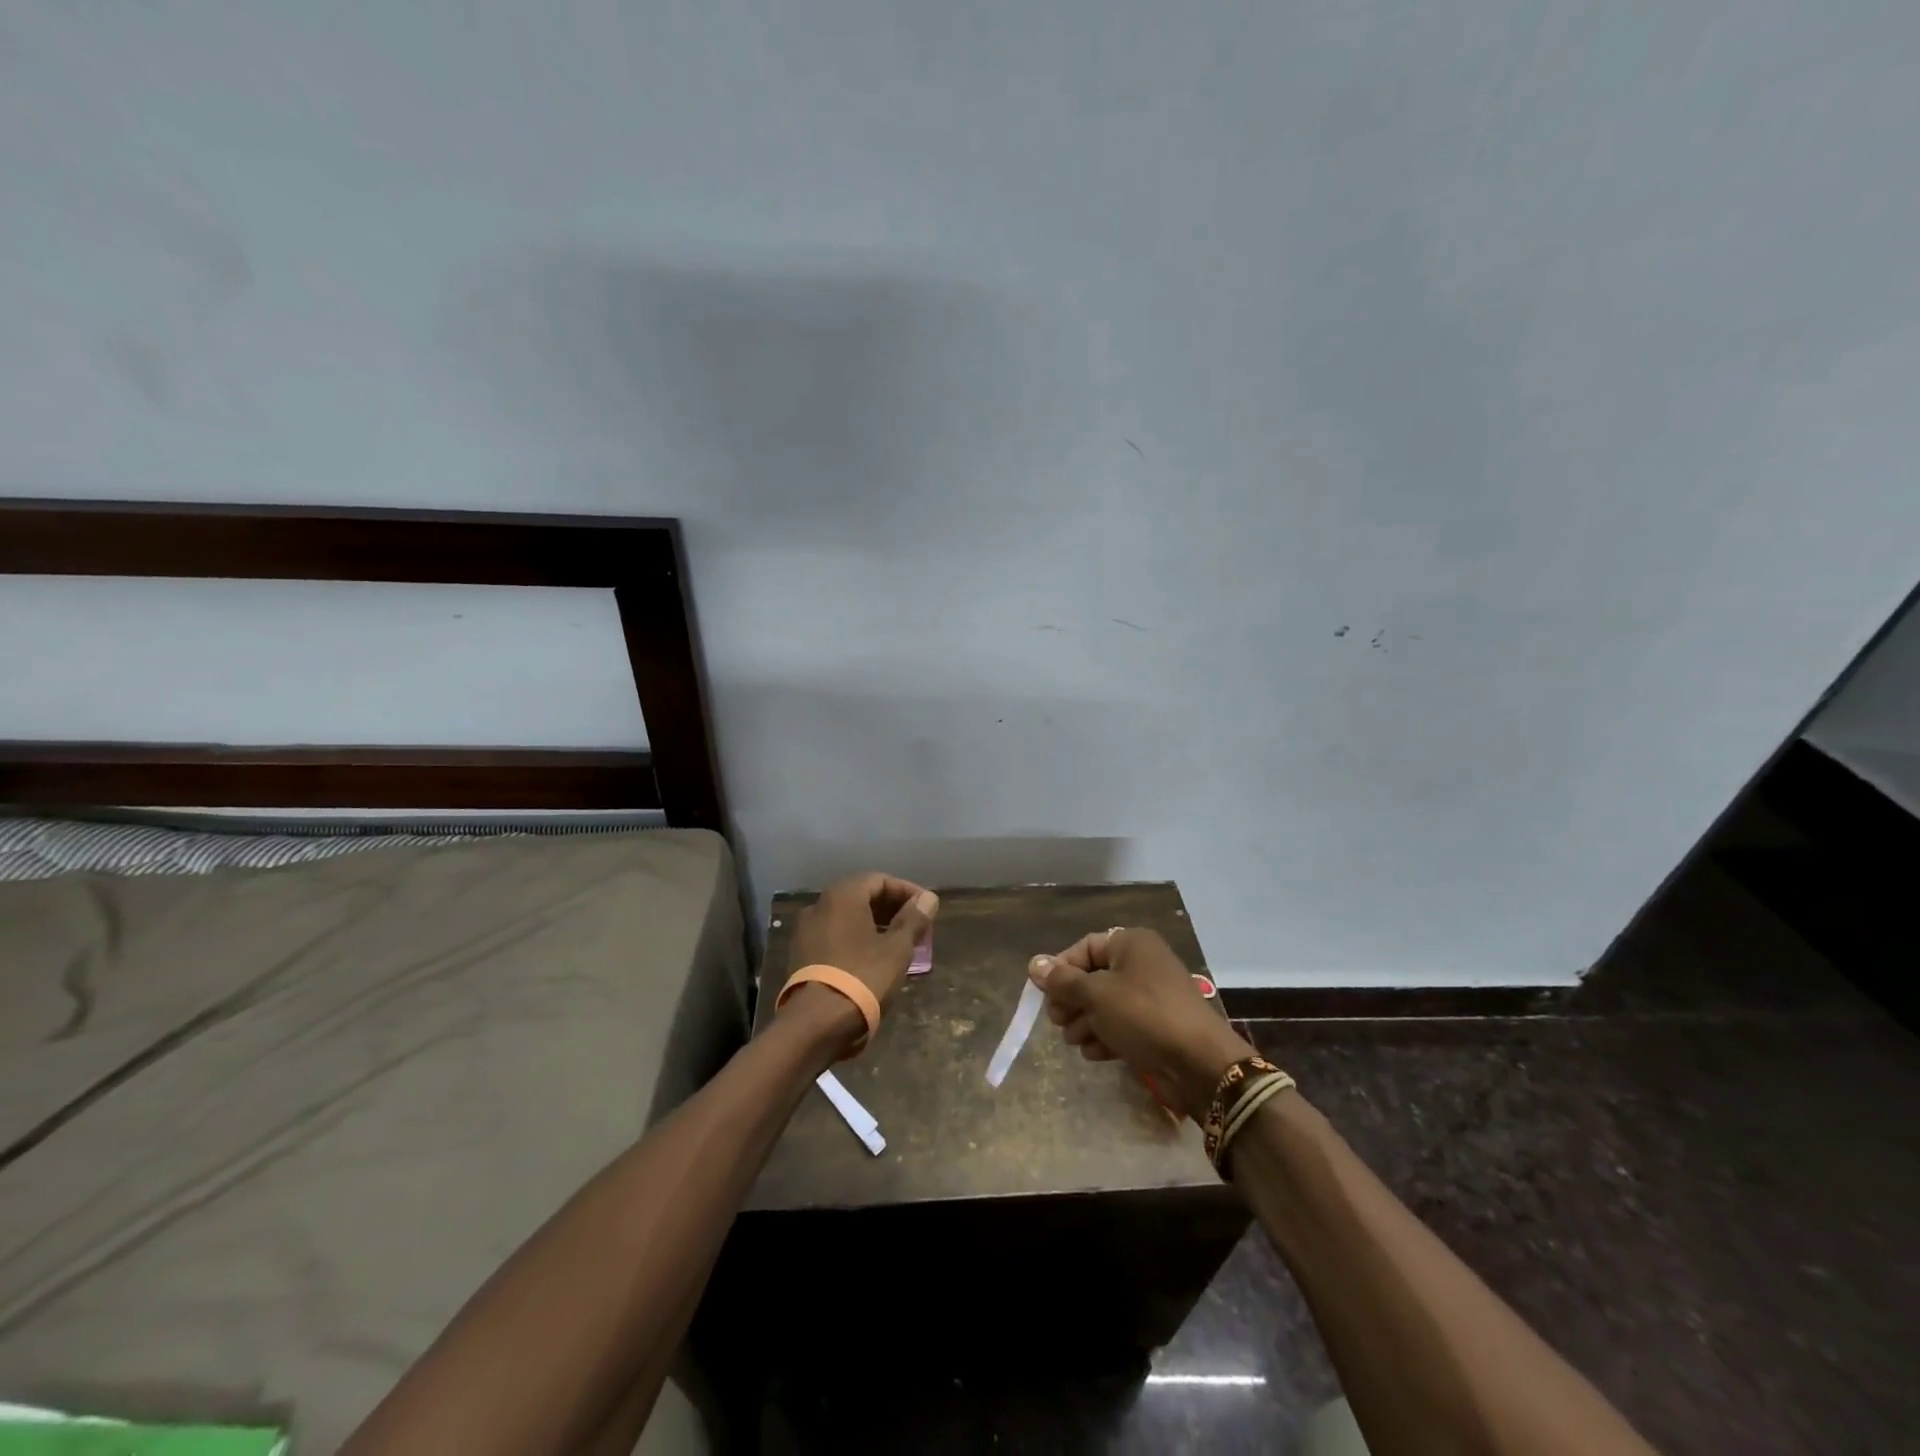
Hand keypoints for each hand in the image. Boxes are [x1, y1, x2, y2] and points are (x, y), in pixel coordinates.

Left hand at [781, 873, 938, 1040]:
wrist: (816, 1023)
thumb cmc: (862, 977)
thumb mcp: (897, 949)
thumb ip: (913, 919)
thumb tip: (928, 898)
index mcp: (842, 895)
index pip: (880, 880)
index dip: (907, 891)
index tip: (927, 909)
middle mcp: (819, 905)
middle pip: (861, 896)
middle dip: (891, 908)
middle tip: (916, 925)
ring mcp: (806, 931)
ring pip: (847, 917)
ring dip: (874, 924)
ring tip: (898, 942)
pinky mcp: (801, 955)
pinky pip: (835, 936)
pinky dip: (856, 939)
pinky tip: (873, 958)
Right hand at [1029, 928, 1253, 1119]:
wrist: (1200, 1063)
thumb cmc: (1144, 1016)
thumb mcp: (1097, 995)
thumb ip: (1063, 981)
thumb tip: (1034, 964)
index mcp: (1130, 944)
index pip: (1084, 948)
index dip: (1060, 969)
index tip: (1043, 994)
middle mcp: (1142, 963)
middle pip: (1093, 976)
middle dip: (1072, 1000)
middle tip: (1057, 1022)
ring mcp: (1151, 996)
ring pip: (1105, 1003)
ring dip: (1085, 1022)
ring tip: (1074, 1041)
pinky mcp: (1157, 1025)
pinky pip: (1122, 1023)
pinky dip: (1105, 1035)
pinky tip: (1094, 1053)